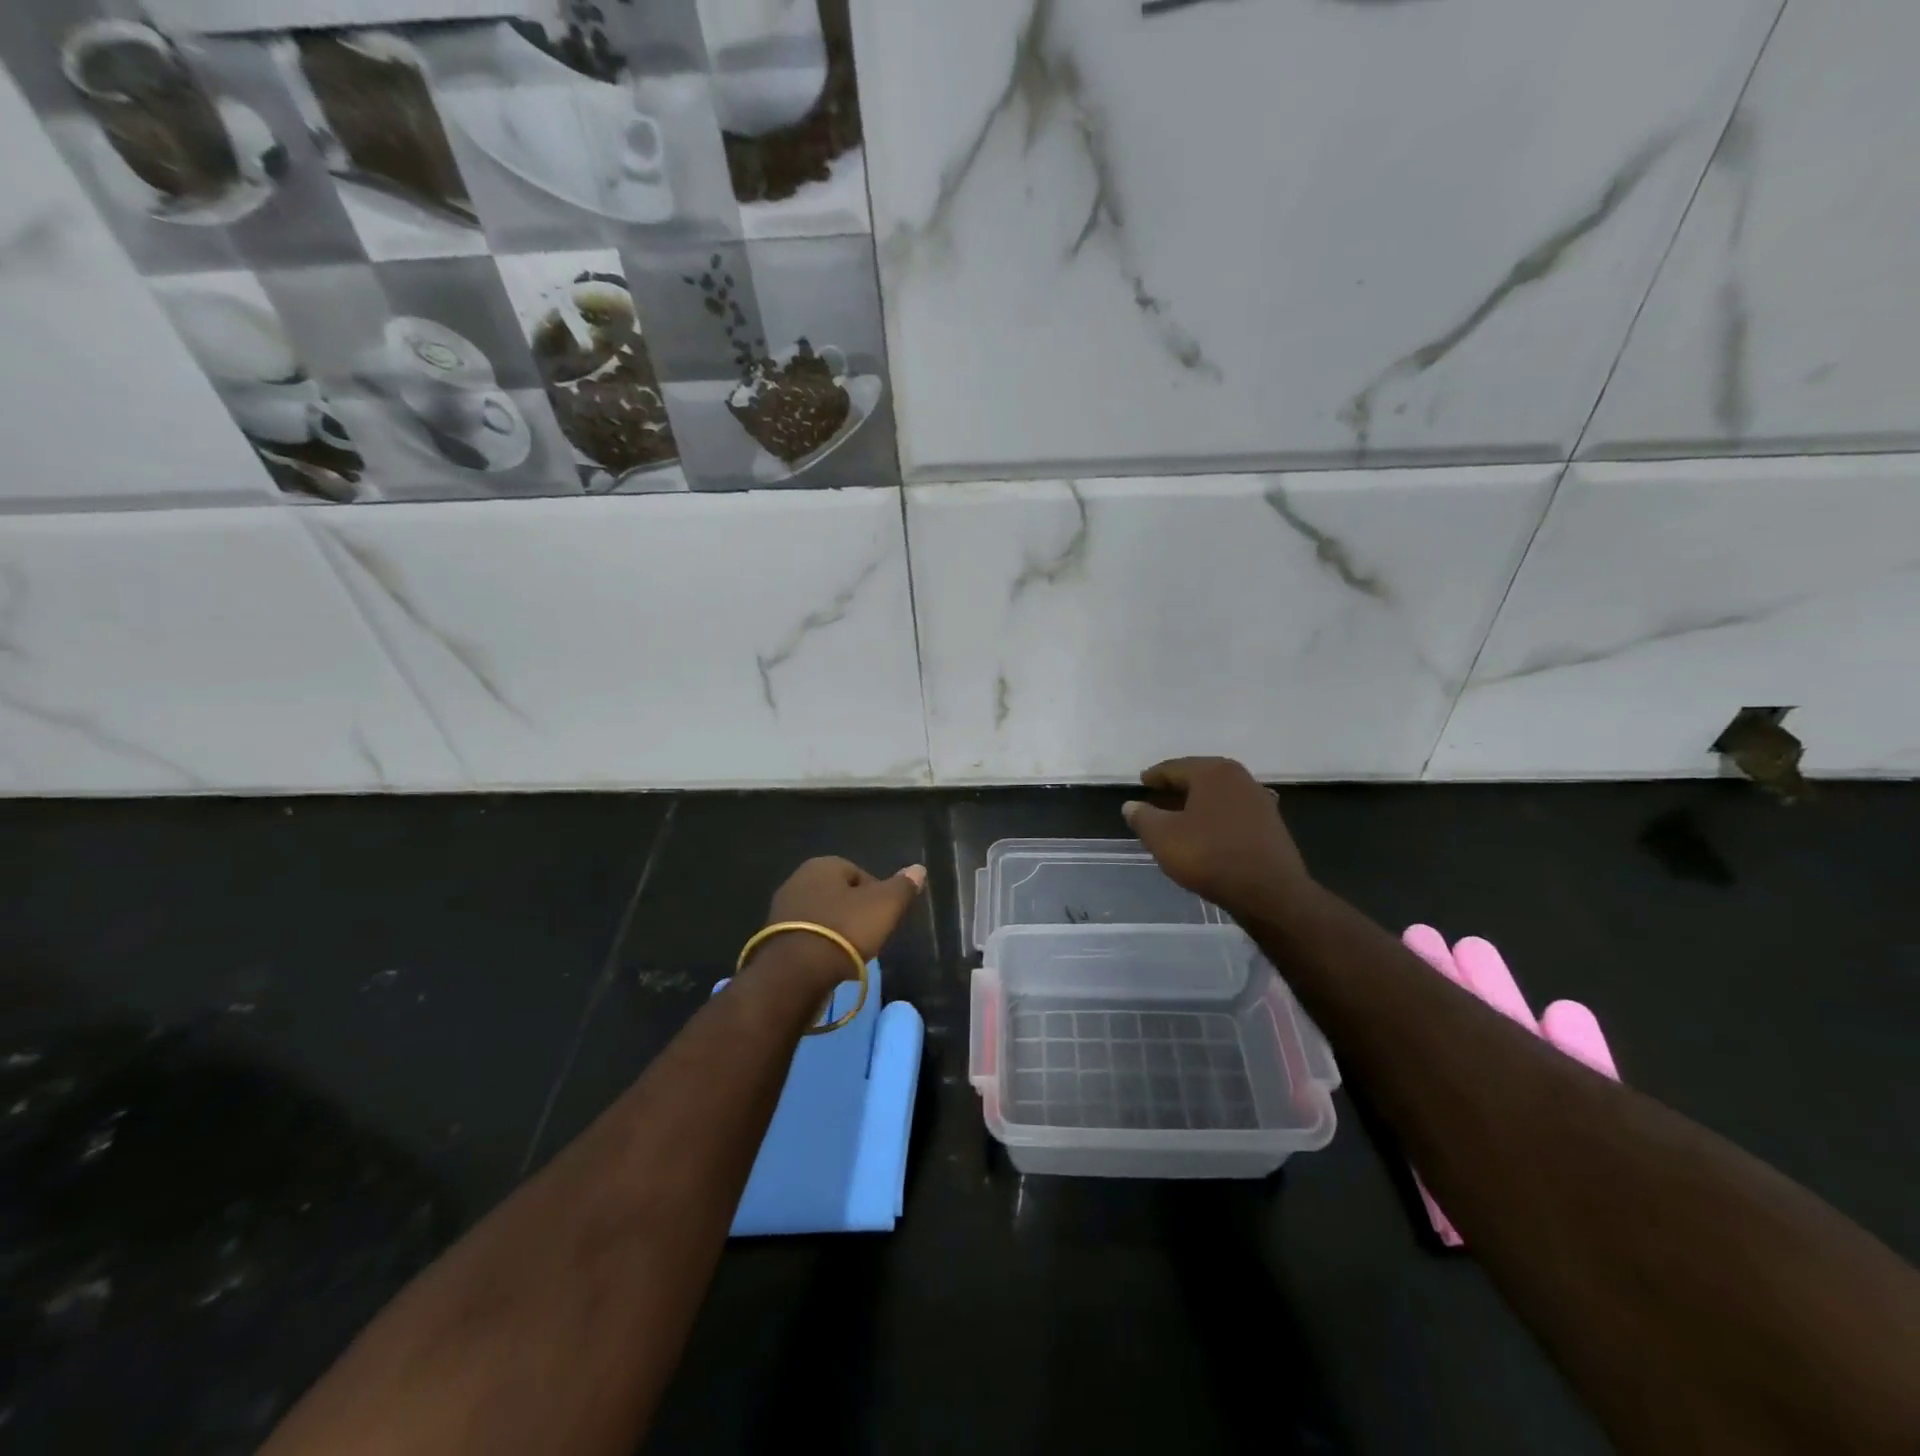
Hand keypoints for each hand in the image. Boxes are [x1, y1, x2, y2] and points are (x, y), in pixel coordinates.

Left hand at [753, 856, 926, 987]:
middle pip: (839, 894)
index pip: (860, 874)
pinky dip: (819, 945)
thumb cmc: (845, 930)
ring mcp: (781, 908)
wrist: (795, 972)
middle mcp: (798, 879)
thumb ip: (903, 886)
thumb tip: (918, 869)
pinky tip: (828, 962)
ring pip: (821, 915)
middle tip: (869, 936)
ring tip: (849, 953)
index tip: (884, 919)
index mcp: (824, 864)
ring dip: (835, 930)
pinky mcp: (771, 937)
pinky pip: (806, 935)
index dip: (877, 896)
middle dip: (854, 912)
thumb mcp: (885, 906)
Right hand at [1122, 757, 1313, 920]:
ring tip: (1179, 815)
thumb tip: (1131, 805)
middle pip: (1200, 777)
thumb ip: (1143, 817)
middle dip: (1177, 787)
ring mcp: (1259, 800)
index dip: (1154, 776)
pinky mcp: (1271, 824)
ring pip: (1218, 795)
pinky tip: (1206, 832)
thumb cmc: (1209, 856)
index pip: (1174, 767)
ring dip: (1198, 803)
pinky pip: (1233, 812)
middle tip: (1157, 796)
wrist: (1270, 892)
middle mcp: (1239, 778)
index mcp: (1212, 772)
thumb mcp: (1163, 837)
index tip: (1141, 782)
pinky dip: (1215, 816)